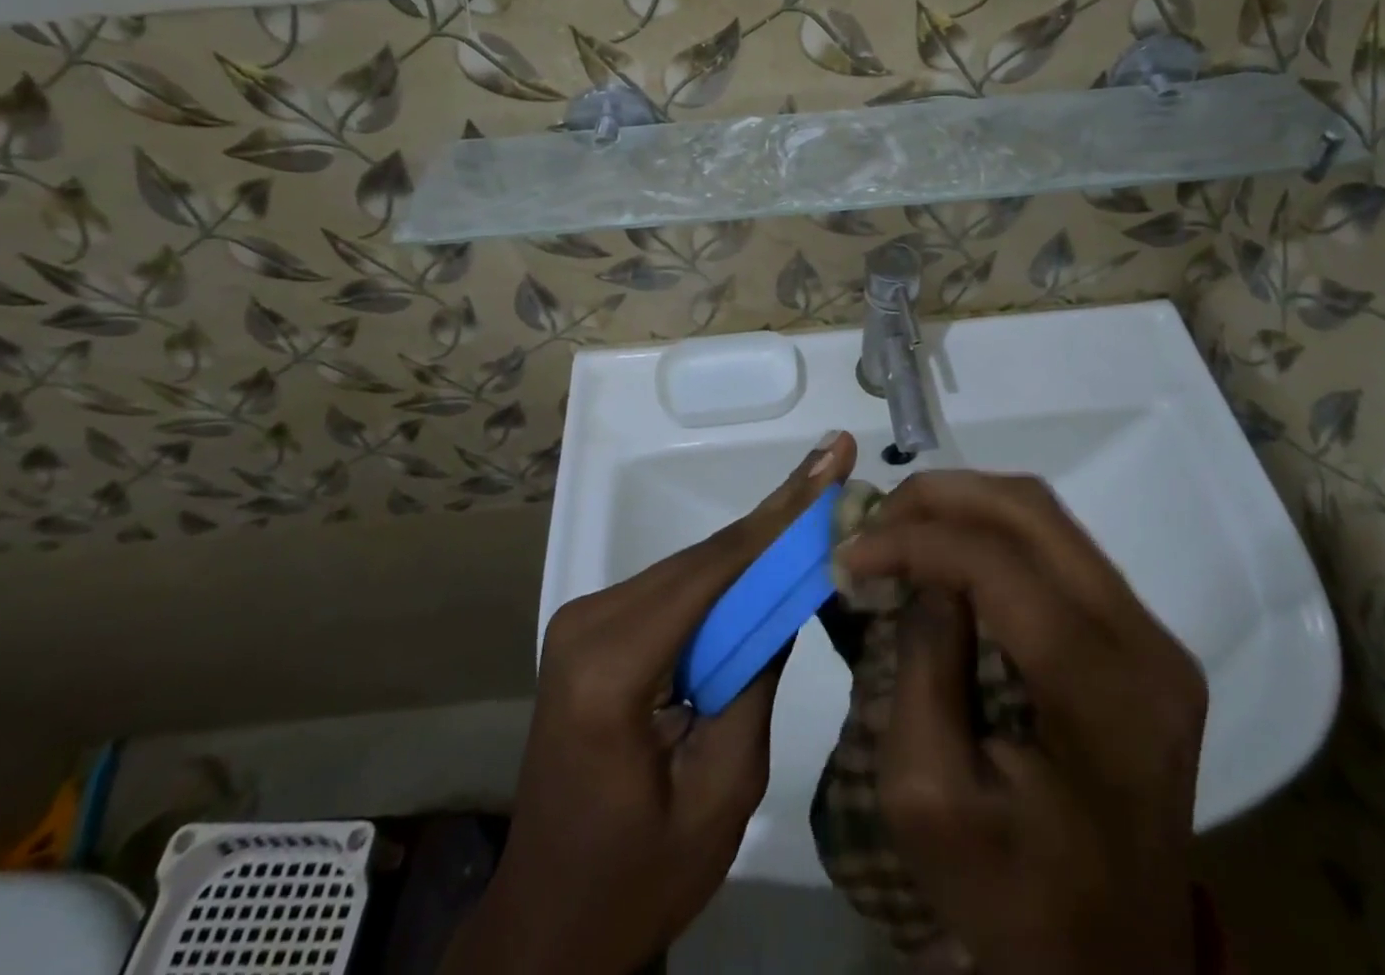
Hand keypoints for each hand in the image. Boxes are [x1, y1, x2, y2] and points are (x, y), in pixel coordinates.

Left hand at [443, 431, 857, 974]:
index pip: (713, 571)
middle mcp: (588, 624)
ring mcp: (583, 621)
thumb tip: (788, 594)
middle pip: (703, 559)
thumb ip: (756, 682)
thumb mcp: (722, 792)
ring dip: (755, 544)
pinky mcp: (592, 629)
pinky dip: (726, 574)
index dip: (780, 514)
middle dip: (776, 518)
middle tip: (834, 465)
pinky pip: (674, 589)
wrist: (550, 921)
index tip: (829, 462)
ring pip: (691, 567)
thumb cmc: (639, 877)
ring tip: (817, 499)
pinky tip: (770, 553)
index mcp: (611, 670)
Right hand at [838, 472, 1209, 974]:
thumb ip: (922, 666)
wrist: (1110, 968)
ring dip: (965, 507)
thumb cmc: (1012, 897)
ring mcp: (1155, 638)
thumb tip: (920, 571)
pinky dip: (992, 534)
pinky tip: (947, 553)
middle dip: (939, 499)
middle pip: (1034, 515)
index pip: (1003, 570)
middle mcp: (1148, 647)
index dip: (917, 541)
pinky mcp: (1142, 639)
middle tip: (873, 520)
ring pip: (1047, 518)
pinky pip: (1059, 549)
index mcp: (1106, 700)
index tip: (848, 552)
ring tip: (902, 529)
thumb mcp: (929, 797)